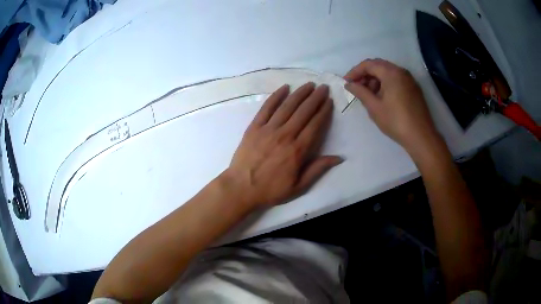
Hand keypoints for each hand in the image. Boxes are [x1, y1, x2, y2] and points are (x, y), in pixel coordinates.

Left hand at [222, 83, 342, 207]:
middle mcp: (285, 135)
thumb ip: (318, 169)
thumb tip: (339, 157)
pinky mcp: (254, 127)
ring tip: (309, 85)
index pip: (315, 125)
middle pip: (304, 112)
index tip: (329, 101)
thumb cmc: (271, 189)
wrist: (241, 188)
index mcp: (298, 150)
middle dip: (315, 98)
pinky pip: (266, 108)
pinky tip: (284, 88)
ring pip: (287, 106)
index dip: (323, 111)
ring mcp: (268, 129)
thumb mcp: (299, 186)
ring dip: (300, 93)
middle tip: (323, 87)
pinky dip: (276, 96)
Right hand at [344, 59, 440, 154]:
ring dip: (375, 79)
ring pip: (388, 72)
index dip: (355, 72)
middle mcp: (401, 71)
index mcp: (391, 73)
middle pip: (378, 65)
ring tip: (368, 94)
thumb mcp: (374, 107)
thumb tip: (349, 84)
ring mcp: (409, 79)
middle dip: (365, 74)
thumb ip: (360, 92)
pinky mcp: (413, 88)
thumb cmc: (396, 121)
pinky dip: (386, 83)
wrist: (421, 137)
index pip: (368, 64)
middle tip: (356, 87)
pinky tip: (382, 97)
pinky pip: (396, 79)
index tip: (346, 82)